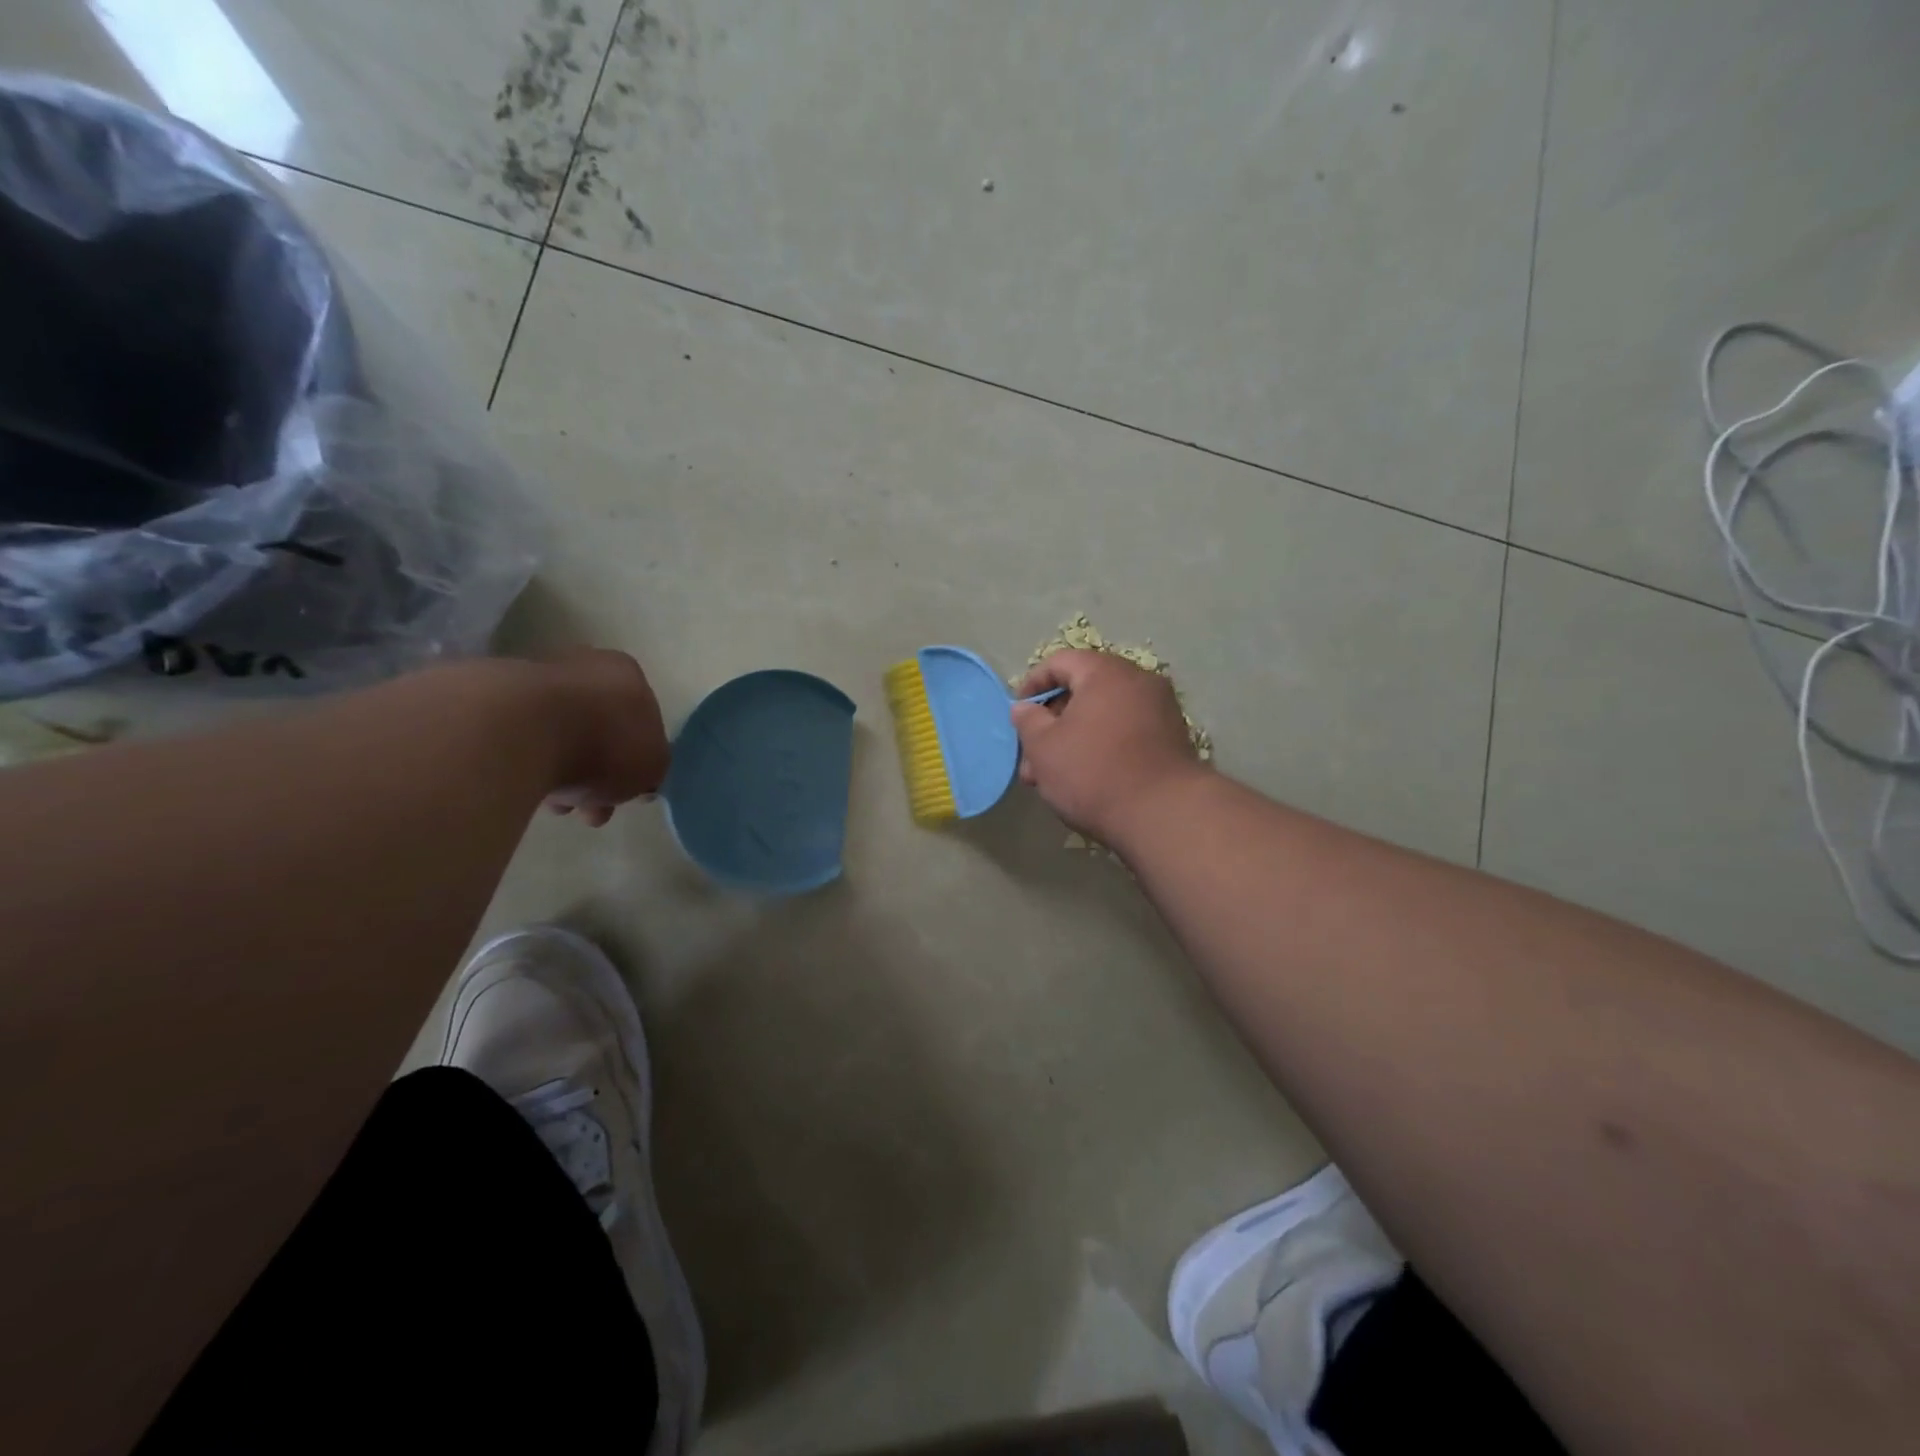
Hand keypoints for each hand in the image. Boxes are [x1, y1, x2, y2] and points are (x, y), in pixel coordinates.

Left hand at [536, 649, 670, 827]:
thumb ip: (652, 768)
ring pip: (557, 736)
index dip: (637, 758)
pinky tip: (526, 788)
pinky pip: (520, 741)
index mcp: (627, 674)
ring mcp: (533, 679)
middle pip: (597, 728)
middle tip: (591, 810)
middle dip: (597, 773)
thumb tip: (641, 776)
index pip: (640, 717)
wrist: (520, 730)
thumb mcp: (652, 765)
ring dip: (561, 772)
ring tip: (555, 807)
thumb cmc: (605, 743)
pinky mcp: (489, 700)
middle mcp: (582, 667)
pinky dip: (527, 764)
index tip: (626, 790)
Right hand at [1011, 649, 1203, 842]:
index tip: (1018, 714)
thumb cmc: (1093, 772)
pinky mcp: (1171, 740)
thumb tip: (1024, 708)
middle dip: (1052, 722)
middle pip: (1084, 690)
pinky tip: (1085, 780)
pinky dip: (1101, 748)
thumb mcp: (1043, 747)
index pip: (1060, 662)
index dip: (1032, 685)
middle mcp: (1138, 681)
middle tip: (1031, 756)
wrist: (1163, 814)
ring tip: (1051, 778)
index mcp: (1106, 672)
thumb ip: (1028, 721)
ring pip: (1103, 716)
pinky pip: (1125, 733)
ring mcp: (1160, 710)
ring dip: (1073, 740)